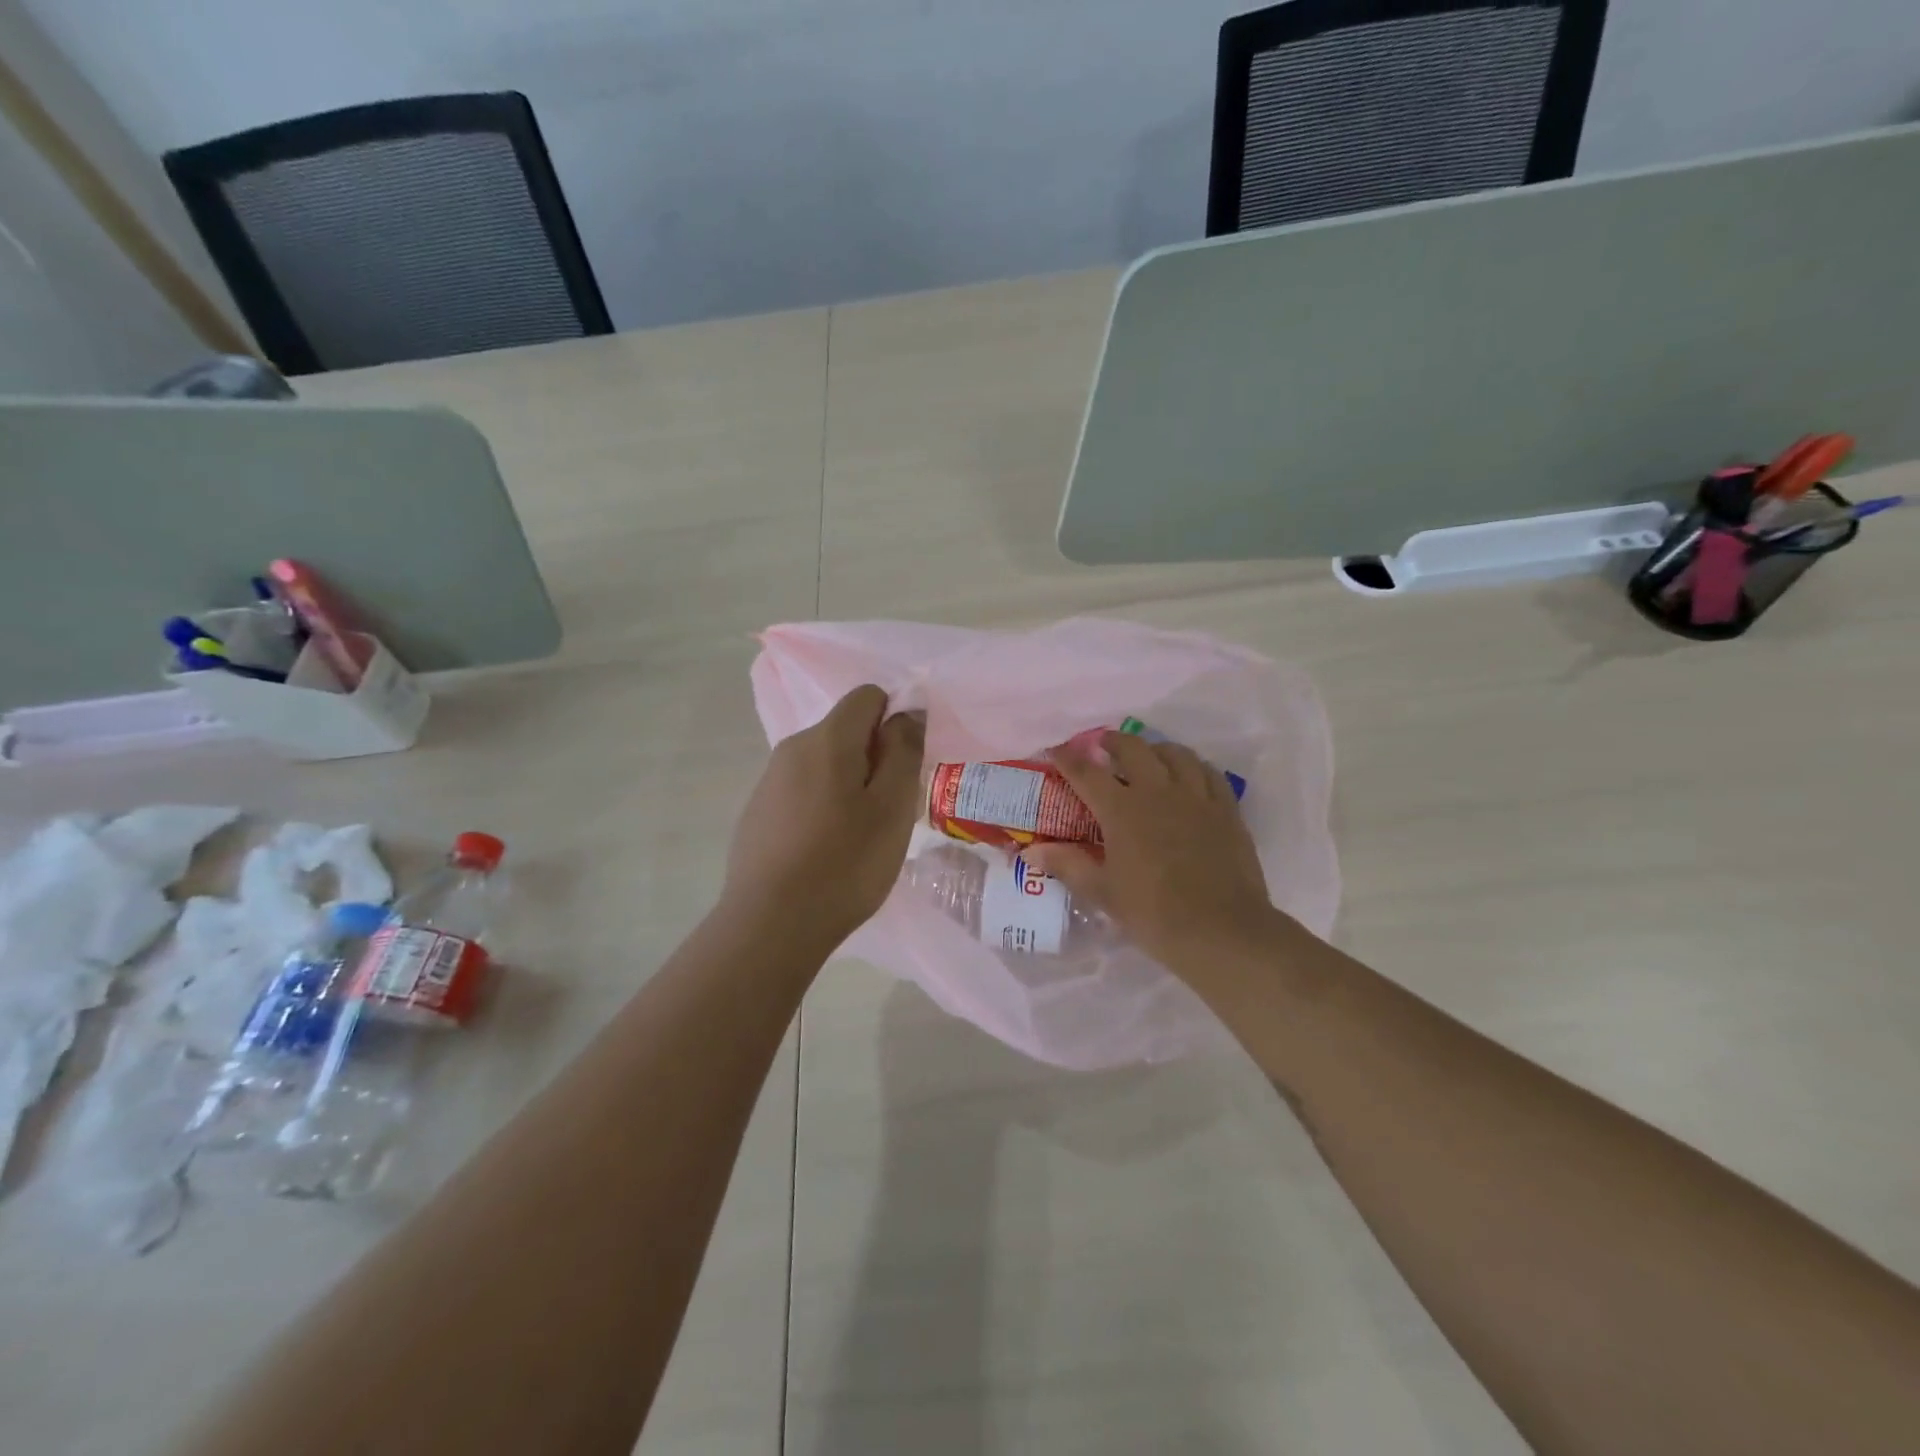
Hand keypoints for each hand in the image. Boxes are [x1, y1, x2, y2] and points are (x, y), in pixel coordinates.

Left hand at [722, 685, 924, 945]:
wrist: (771, 924)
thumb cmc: (845, 863)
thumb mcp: (892, 807)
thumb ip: (903, 751)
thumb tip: (905, 713)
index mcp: (827, 739)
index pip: (867, 696)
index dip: (894, 720)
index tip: (904, 766)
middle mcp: (792, 748)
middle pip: (845, 731)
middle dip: (873, 757)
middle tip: (889, 810)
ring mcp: (769, 781)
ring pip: (824, 764)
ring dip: (849, 785)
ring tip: (860, 837)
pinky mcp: (757, 813)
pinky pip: (802, 791)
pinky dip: (822, 807)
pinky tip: (826, 851)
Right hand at [1027, 732, 1282, 973]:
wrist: (1221, 931)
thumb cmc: (1153, 914)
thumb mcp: (1102, 892)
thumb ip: (1067, 865)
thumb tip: (1031, 850)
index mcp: (1121, 810)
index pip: (1086, 772)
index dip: (1067, 758)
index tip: (1055, 750)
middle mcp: (1157, 792)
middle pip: (1133, 749)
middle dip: (1113, 741)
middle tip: (1103, 746)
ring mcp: (1196, 797)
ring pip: (1175, 753)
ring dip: (1155, 749)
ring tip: (1148, 756)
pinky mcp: (1226, 809)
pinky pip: (1209, 772)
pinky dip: (1194, 765)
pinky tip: (1190, 774)